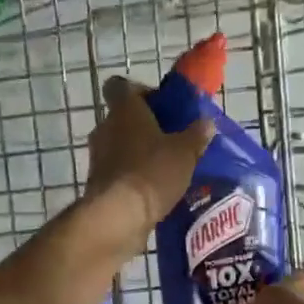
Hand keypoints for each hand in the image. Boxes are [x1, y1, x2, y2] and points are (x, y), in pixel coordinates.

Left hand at [84, 77, 211, 233]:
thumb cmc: (152, 172)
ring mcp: (97, 157)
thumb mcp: (185, 152)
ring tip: (166, 168)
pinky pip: (118, 171)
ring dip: (139, 153)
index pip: (120, 86)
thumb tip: (206, 123)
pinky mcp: (97, 183)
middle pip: (123, 118)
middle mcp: (105, 128)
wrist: (118, 217)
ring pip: (120, 145)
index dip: (140, 92)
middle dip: (145, 127)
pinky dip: (132, 176)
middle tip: (172, 140)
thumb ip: (196, 135)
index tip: (161, 106)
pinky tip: (154, 190)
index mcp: (124, 110)